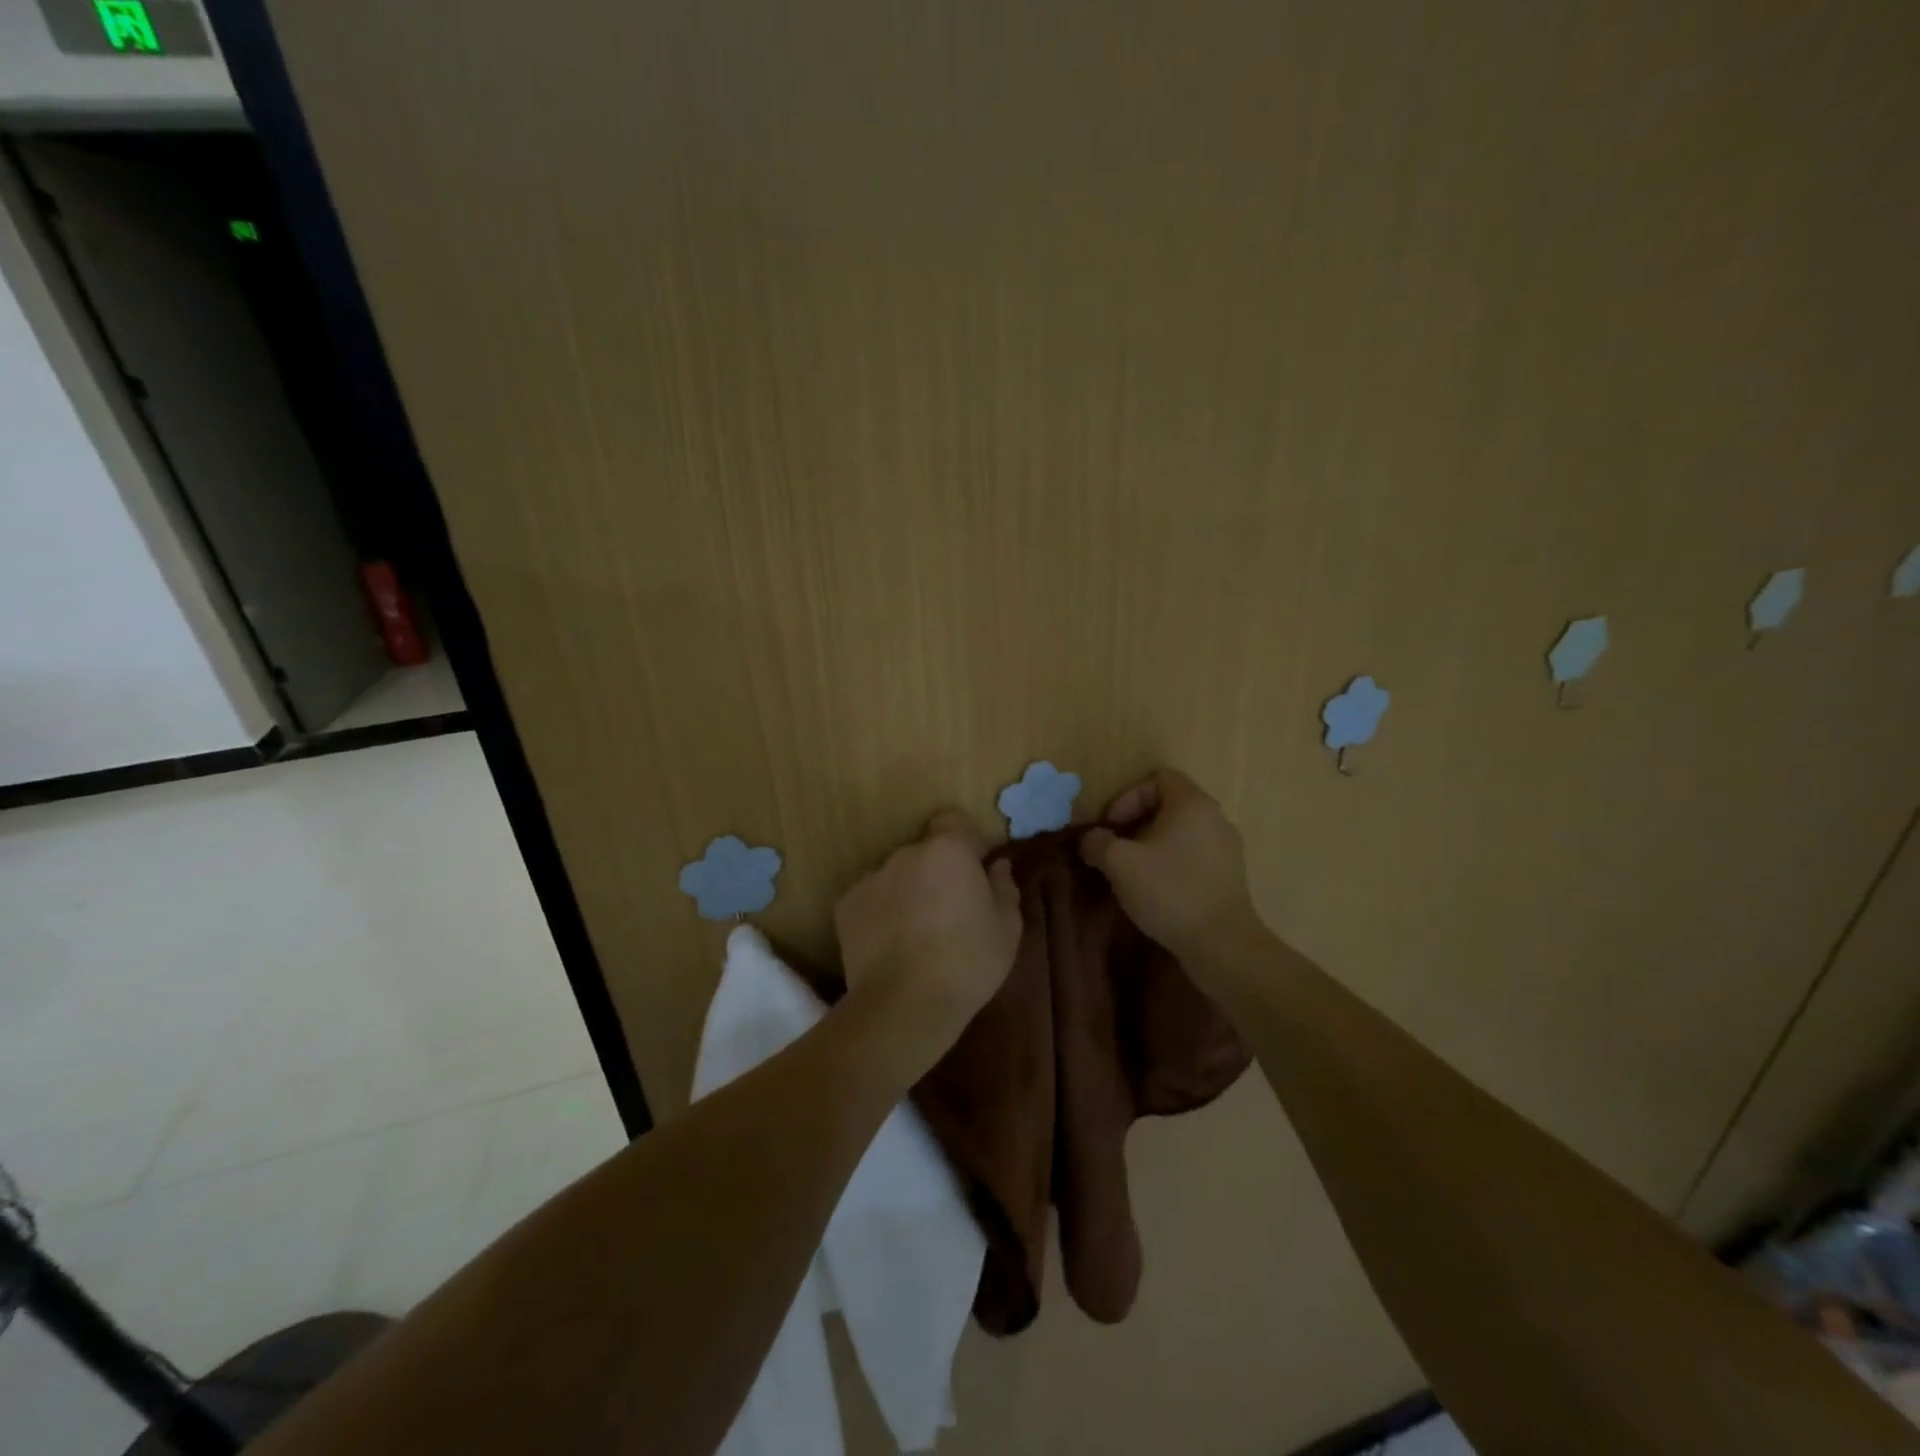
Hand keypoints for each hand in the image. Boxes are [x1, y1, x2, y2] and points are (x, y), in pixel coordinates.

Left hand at [834, 809, 1022, 1052]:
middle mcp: (905, 853)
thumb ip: (1004, 887)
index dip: (965, 842)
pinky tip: (890, 946)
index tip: (974, 872)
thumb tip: (997, 866)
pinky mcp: (845, 905)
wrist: (905, 1005)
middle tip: (948, 911)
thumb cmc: (968, 962)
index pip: (953, 821)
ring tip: (916, 935)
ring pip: (896, 876)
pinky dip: (880, 913)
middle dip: (936, 872)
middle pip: (924, 852)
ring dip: (907, 892)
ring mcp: (871, 878)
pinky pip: (871, 900)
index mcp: (948, 850)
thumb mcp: (1007, 928)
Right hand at [1079, 769, 1263, 964]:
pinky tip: (1157, 889)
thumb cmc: (1169, 891)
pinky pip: (1195, 855)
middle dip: (1137, 822)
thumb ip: (1098, 842)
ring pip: (1182, 832)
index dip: (1128, 796)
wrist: (1221, 944)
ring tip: (1132, 870)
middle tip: (1116, 848)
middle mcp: (1215, 818)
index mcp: (1192, 804)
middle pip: (1170, 804)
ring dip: (1153, 844)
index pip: (1158, 778)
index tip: (1111, 826)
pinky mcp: (1230, 875)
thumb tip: (1091, 839)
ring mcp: (1227, 847)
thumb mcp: (1119, 863)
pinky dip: (1172, 862)